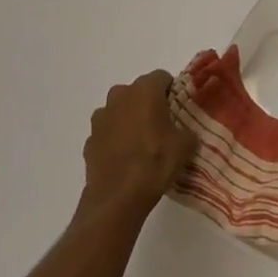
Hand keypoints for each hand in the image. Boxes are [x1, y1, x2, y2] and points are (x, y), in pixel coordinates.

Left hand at [79, 70, 196, 219]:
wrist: (118, 198)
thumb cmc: (155, 163)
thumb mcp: (185, 147)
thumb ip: (188, 132)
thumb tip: (186, 133)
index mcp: (145, 90)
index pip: (162, 77)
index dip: (171, 91)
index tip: (176, 109)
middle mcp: (120, 95)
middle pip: (138, 91)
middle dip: (147, 104)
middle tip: (160, 126)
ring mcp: (101, 117)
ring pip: (119, 110)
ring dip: (128, 119)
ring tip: (140, 144)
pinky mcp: (89, 139)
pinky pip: (107, 132)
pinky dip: (114, 139)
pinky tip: (124, 159)